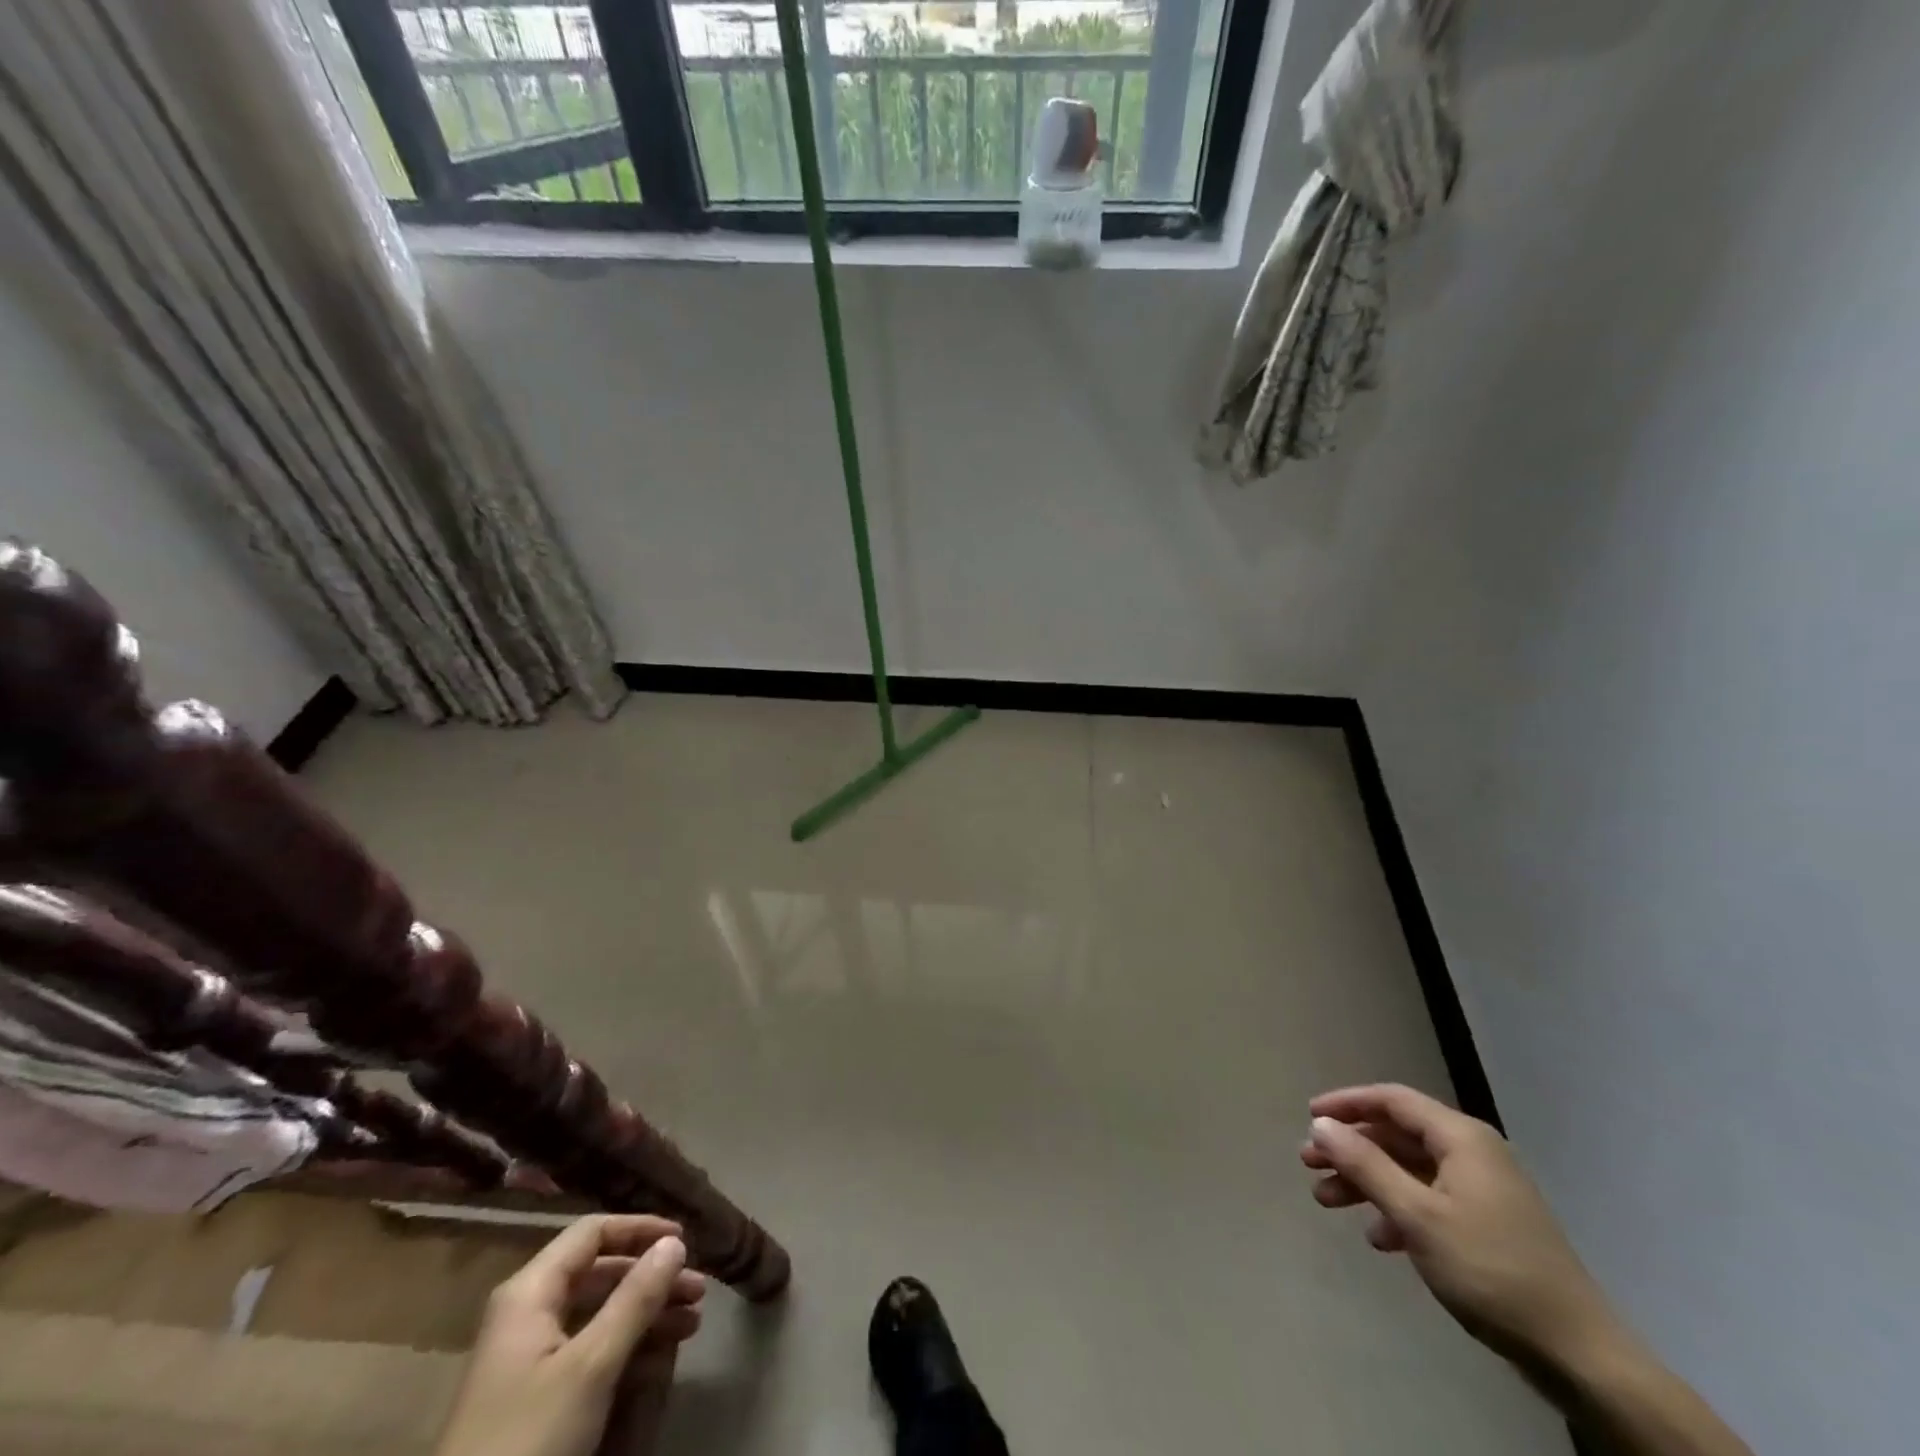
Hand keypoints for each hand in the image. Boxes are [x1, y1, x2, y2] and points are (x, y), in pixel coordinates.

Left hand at [435, 1215, 706, 1455]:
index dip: (640, 1229)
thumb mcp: (591, 1365)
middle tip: (698, 1289)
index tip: (683, 1240)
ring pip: (598, 1312)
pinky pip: (589, 1346)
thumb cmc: (529, 1435)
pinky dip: (627, 1343)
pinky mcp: (534, 1392)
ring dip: (647, 1311)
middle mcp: (528, 1311)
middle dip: (652, 1277)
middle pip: (600, 1272)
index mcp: (531, 1291)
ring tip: (692, 1322)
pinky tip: (660, 1354)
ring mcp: (528, 1355)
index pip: (593, 1233)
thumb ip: (635, 1299)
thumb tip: (674, 1242)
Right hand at [1301, 1084, 1617, 1369]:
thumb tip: (1322, 1124)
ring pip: (1409, 1170)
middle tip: (1309, 1164)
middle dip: (1350, 1148)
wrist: (1579, 1355)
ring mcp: (1484, 1191)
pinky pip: (1428, 1200)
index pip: (1392, 1100)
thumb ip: (1365, 1165)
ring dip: (1366, 1181)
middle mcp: (1473, 1153)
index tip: (1308, 1116)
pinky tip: (1379, 1239)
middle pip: (1397, 1135)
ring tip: (1327, 1201)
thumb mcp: (1417, 1215)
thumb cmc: (1490, 1270)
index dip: (1346, 1103)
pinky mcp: (1489, 1226)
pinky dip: (1397, 1210)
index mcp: (1461, 1139)